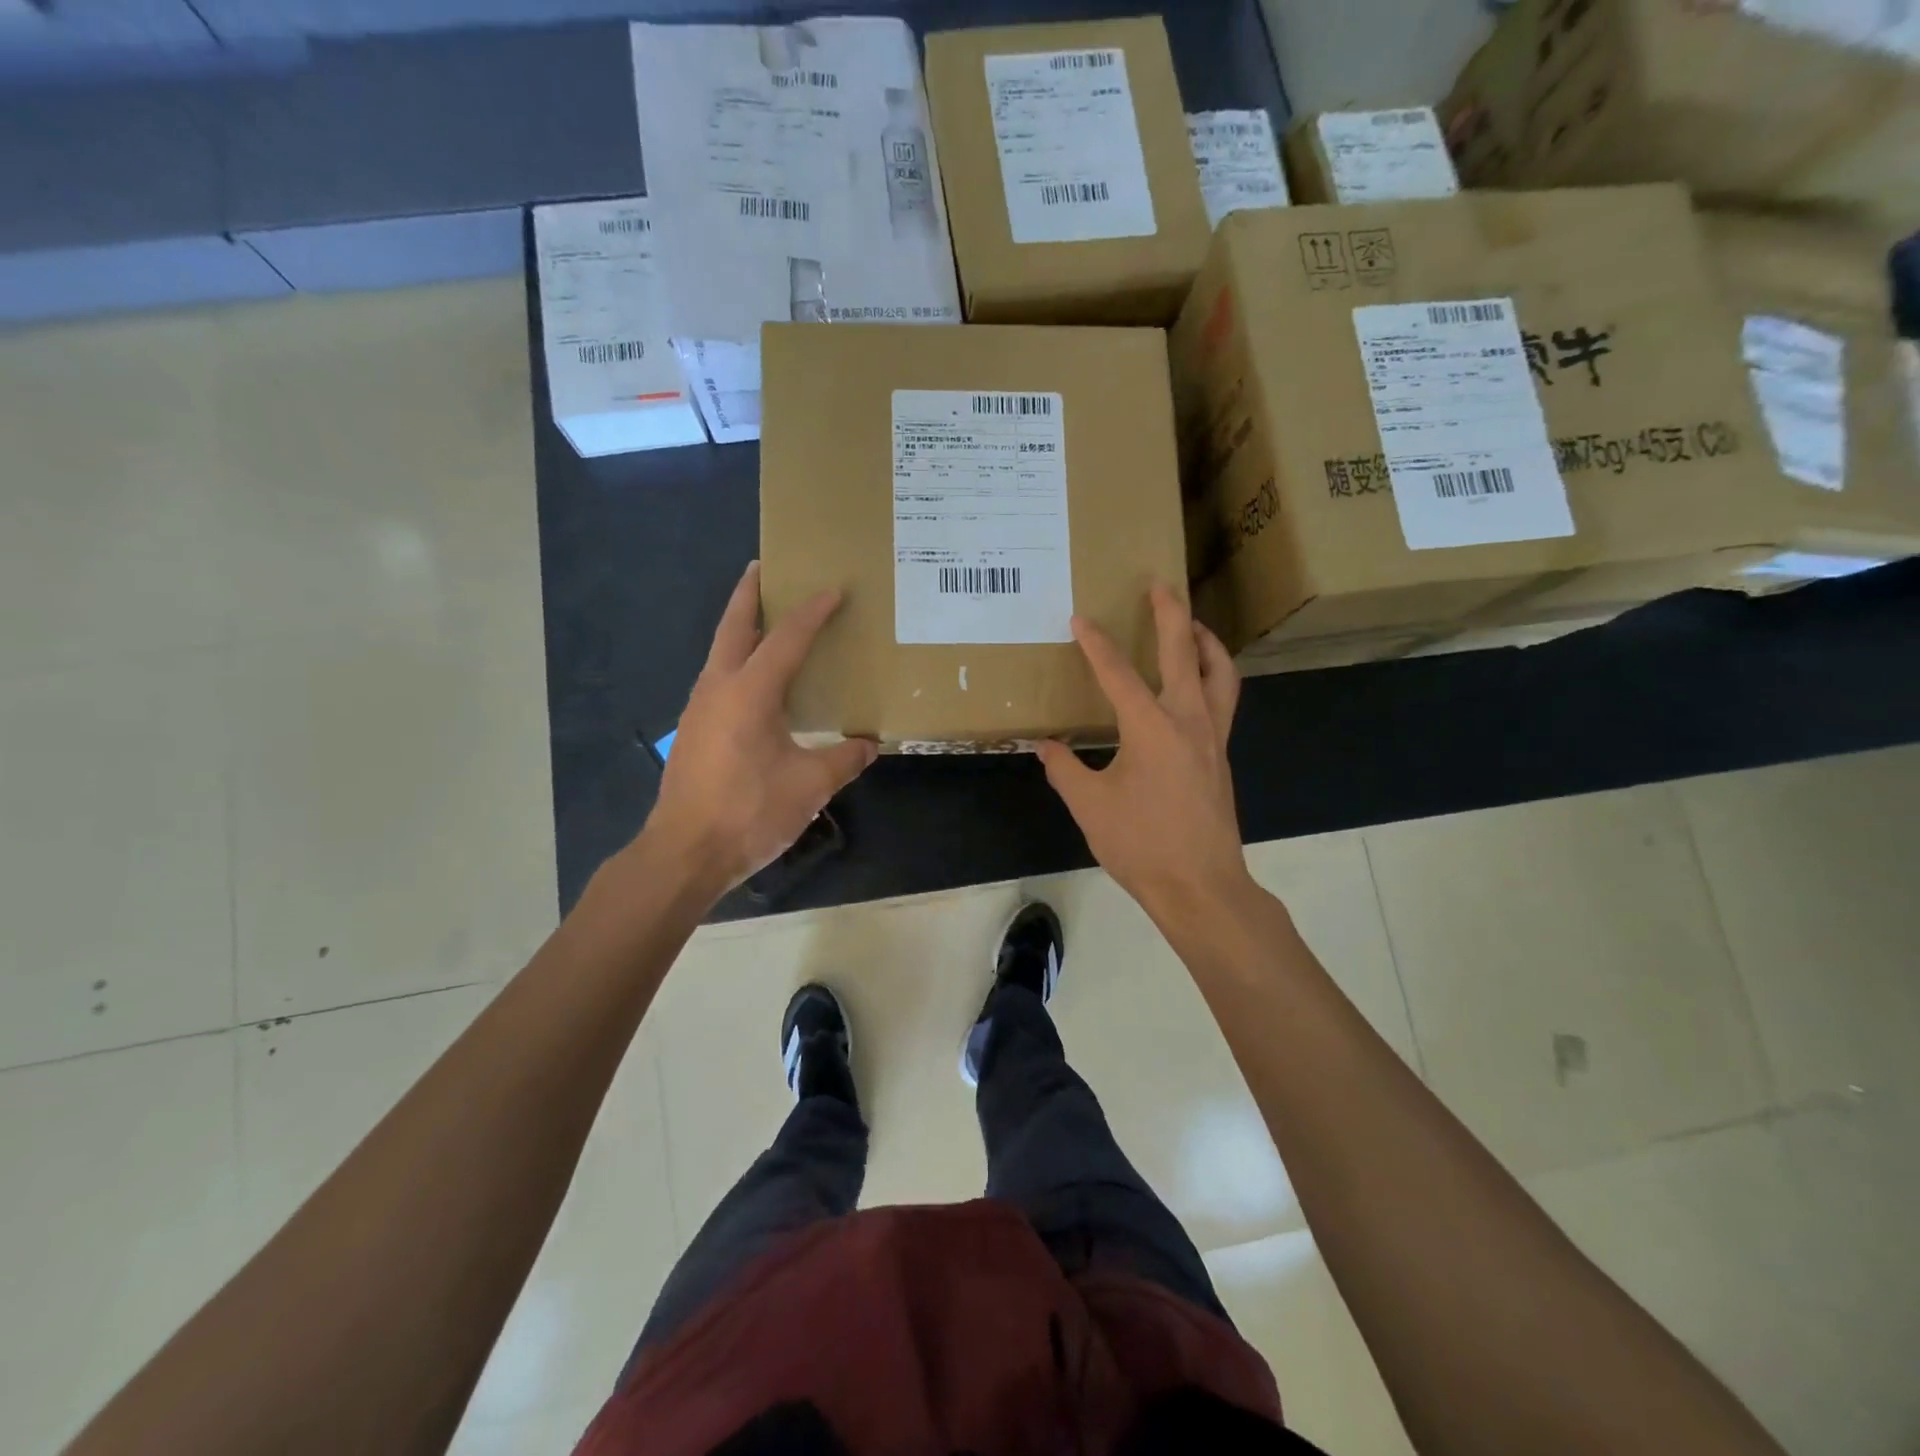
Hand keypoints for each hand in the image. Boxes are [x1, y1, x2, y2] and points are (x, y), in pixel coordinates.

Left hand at [644, 561, 876, 896]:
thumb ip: (843, 759)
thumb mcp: (810, 786)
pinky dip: (737, 662)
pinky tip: (756, 683)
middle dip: (749, 594)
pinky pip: (718, 679)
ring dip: (741, 628)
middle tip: (765, 568)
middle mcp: (718, 688)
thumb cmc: (749, 813)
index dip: (812, 612)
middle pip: (733, 626)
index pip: (786, 638)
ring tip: (766, 620)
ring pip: (721, 652)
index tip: (833, 589)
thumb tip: (869, 744)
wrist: (684, 854)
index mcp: (749, 692)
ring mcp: (699, 709)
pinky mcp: (693, 731)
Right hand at [1036, 584, 1253, 933]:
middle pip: (1184, 652)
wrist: (1201, 887)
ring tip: (1191, 625)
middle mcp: (1190, 720)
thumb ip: (1065, 769)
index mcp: (1152, 727)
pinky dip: (1213, 675)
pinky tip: (1196, 684)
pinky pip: (1224, 699)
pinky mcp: (1222, 756)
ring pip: (1219, 673)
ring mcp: (1214, 737)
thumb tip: (1046, 746)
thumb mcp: (1090, 806)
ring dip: (1205, 642)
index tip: (1080, 619)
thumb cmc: (1142, 845)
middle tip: (1160, 584)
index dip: (1096, 644)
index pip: (1118, 673)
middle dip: (1171, 613)